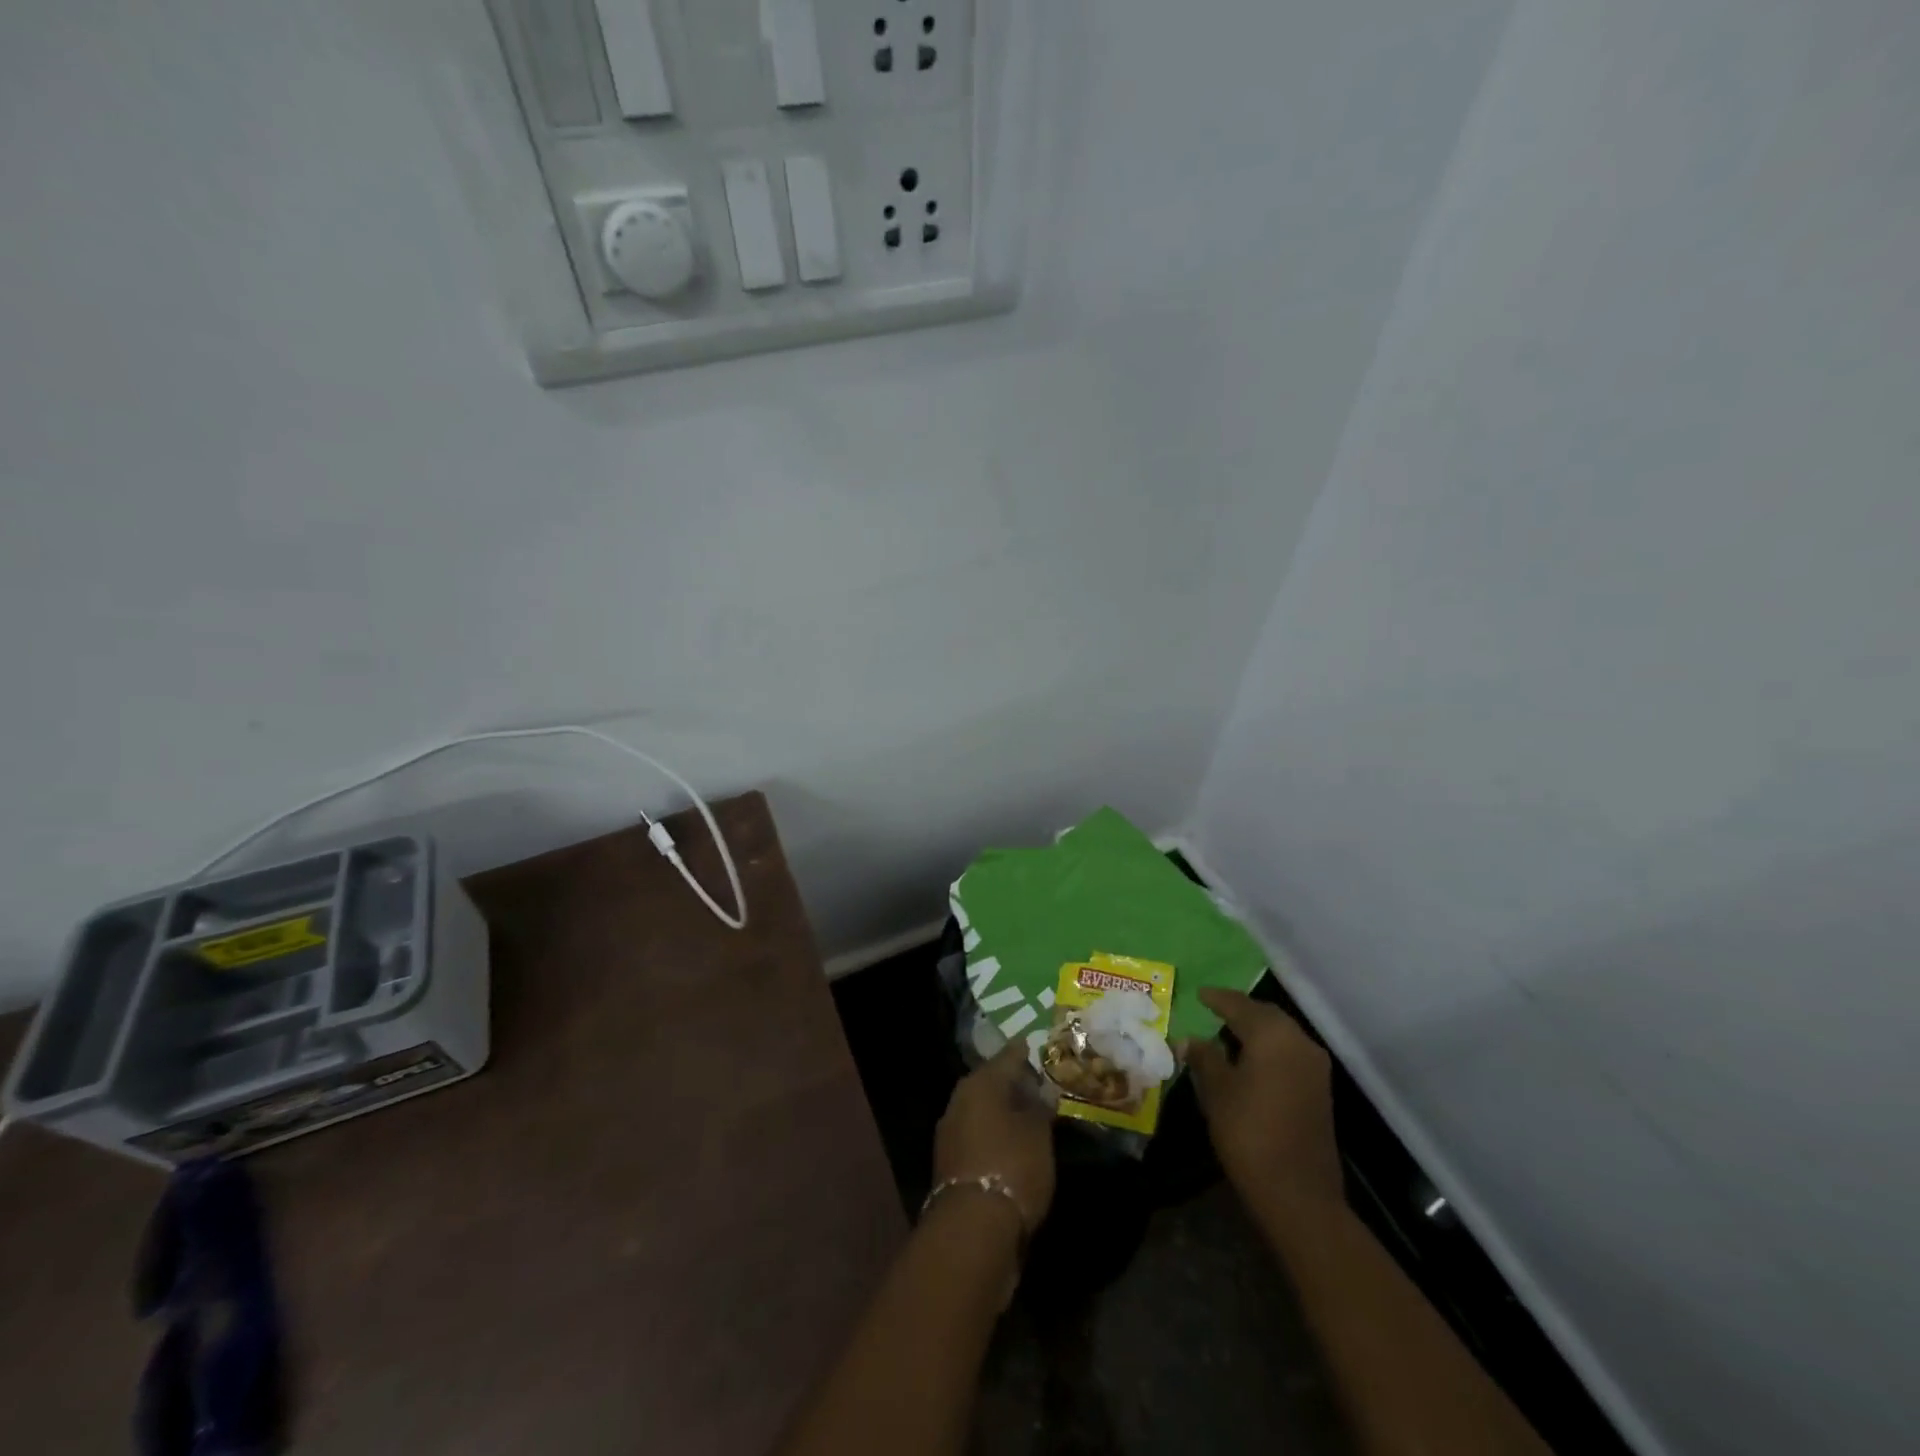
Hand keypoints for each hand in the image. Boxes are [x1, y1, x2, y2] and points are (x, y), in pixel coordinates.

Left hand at [932, 1039, 1056, 1235]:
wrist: (973, 1229)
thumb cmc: (1012, 1166)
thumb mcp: (1038, 1134)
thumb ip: (1040, 1107)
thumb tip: (1042, 1090)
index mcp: (980, 1083)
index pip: (1007, 1057)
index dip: (1024, 1052)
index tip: (1037, 1045)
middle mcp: (960, 1100)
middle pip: (990, 1083)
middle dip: (1012, 1082)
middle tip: (1038, 1082)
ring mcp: (951, 1132)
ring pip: (982, 1110)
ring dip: (1002, 1110)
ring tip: (1030, 1113)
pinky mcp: (950, 1162)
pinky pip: (978, 1134)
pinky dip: (994, 1133)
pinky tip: (1012, 1141)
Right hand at [1184, 987, 1342, 1220]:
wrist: (1298, 1193)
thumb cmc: (1249, 1132)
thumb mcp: (1216, 1090)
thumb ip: (1204, 1057)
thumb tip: (1190, 1040)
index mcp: (1272, 1035)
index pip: (1239, 1005)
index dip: (1217, 998)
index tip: (1199, 994)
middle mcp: (1299, 1042)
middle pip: (1265, 1015)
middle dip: (1240, 1010)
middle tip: (1214, 1010)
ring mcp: (1315, 1067)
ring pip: (1281, 1034)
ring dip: (1256, 1030)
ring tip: (1228, 1033)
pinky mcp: (1320, 1089)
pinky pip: (1290, 1053)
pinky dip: (1269, 1048)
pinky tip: (1250, 1059)